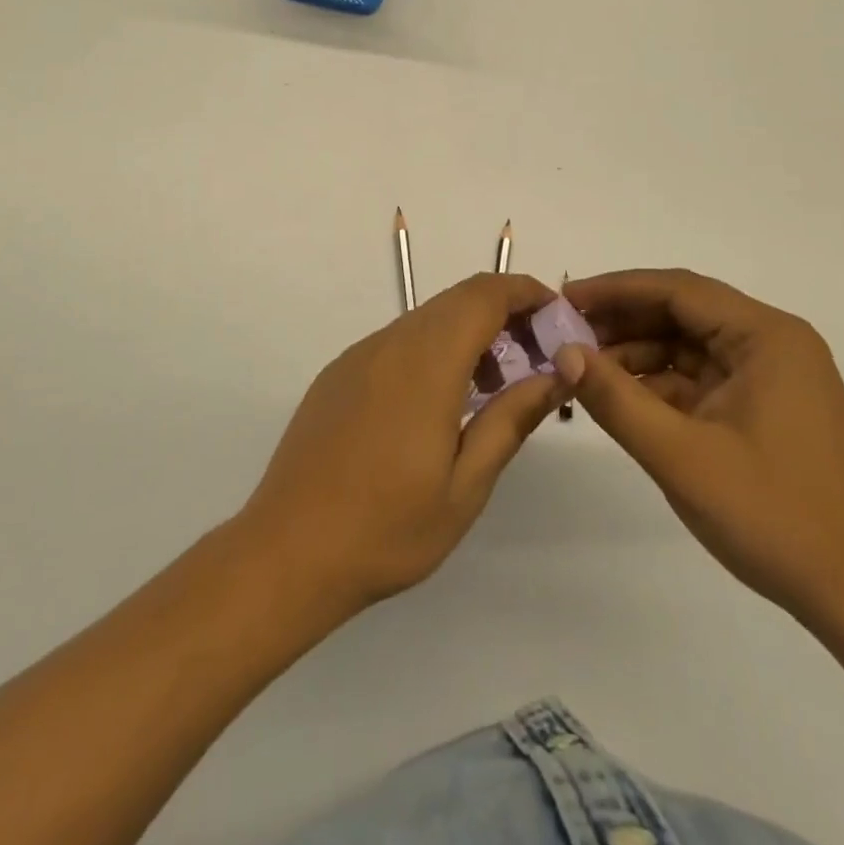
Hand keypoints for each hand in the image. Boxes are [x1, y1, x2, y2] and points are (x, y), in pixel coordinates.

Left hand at [240, 272, 565, 616]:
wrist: (286, 552)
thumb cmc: (386, 528)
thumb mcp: (465, 485)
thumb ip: (511, 419)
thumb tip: (556, 374)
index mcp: (426, 362)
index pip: (484, 295)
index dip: (526, 292)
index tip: (557, 318)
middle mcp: (389, 343)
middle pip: (457, 300)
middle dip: (504, 314)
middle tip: (535, 360)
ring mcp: (358, 356)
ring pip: (426, 319)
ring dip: (468, 334)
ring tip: (491, 390)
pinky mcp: (338, 374)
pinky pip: (397, 342)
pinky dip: (433, 351)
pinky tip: (439, 404)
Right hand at [560, 269, 843, 640]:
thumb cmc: (774, 517)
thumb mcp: (680, 456)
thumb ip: (616, 399)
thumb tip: (563, 353)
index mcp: (766, 337)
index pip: (678, 290)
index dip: (615, 289)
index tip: (564, 299)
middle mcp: (772, 343)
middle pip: (683, 312)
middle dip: (622, 320)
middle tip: (564, 333)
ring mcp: (770, 376)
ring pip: (688, 345)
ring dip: (636, 353)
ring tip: (582, 368)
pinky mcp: (764, 407)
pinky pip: (700, 377)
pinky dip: (659, 383)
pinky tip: (618, 396)